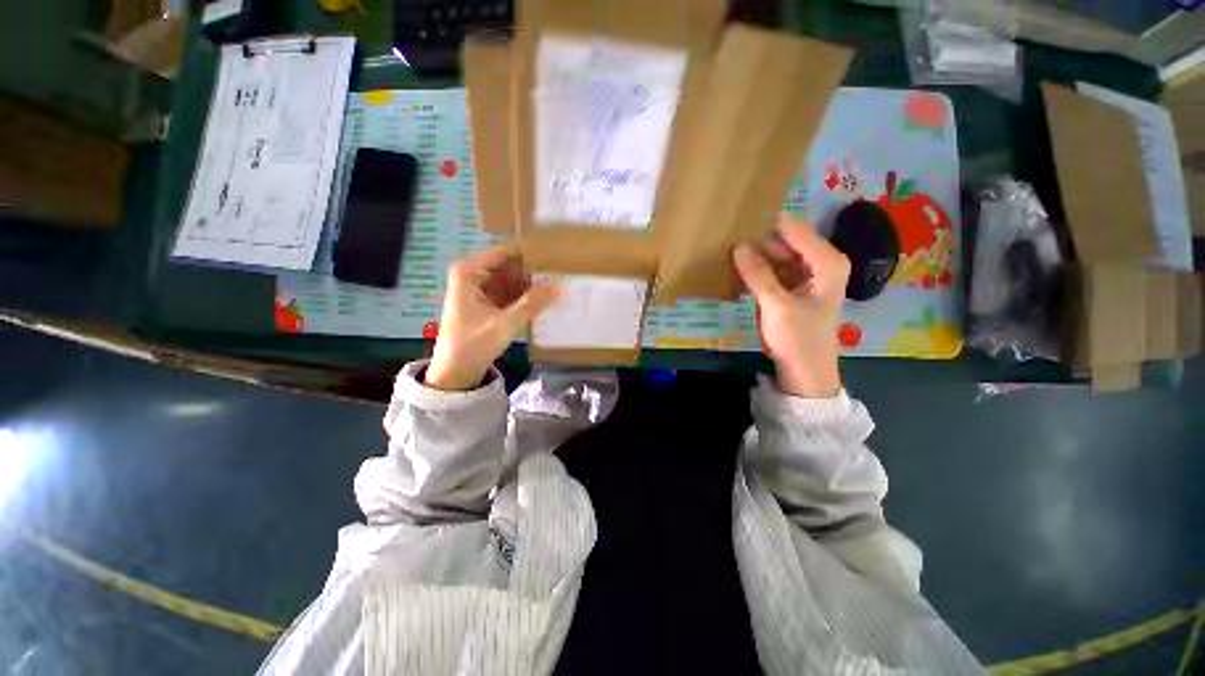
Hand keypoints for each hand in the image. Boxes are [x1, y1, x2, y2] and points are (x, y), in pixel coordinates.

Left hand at [427, 244, 558, 390]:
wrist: (456, 372)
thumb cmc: (473, 344)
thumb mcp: (505, 323)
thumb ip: (533, 303)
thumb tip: (561, 285)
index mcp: (470, 271)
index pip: (506, 252)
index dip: (530, 254)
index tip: (556, 258)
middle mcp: (473, 274)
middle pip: (510, 265)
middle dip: (533, 272)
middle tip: (561, 276)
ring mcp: (480, 288)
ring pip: (512, 279)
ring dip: (531, 285)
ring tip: (557, 288)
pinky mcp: (487, 301)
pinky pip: (510, 292)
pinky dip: (524, 296)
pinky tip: (543, 300)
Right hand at [733, 213, 849, 397]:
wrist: (805, 372)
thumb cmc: (798, 339)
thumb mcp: (776, 305)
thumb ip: (758, 274)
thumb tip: (737, 246)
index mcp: (827, 262)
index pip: (793, 230)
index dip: (767, 224)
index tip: (739, 217)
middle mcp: (820, 263)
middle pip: (785, 242)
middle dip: (758, 241)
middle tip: (726, 235)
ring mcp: (805, 277)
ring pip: (777, 257)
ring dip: (755, 256)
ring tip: (727, 249)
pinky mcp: (792, 289)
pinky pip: (773, 272)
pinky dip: (757, 271)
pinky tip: (737, 269)